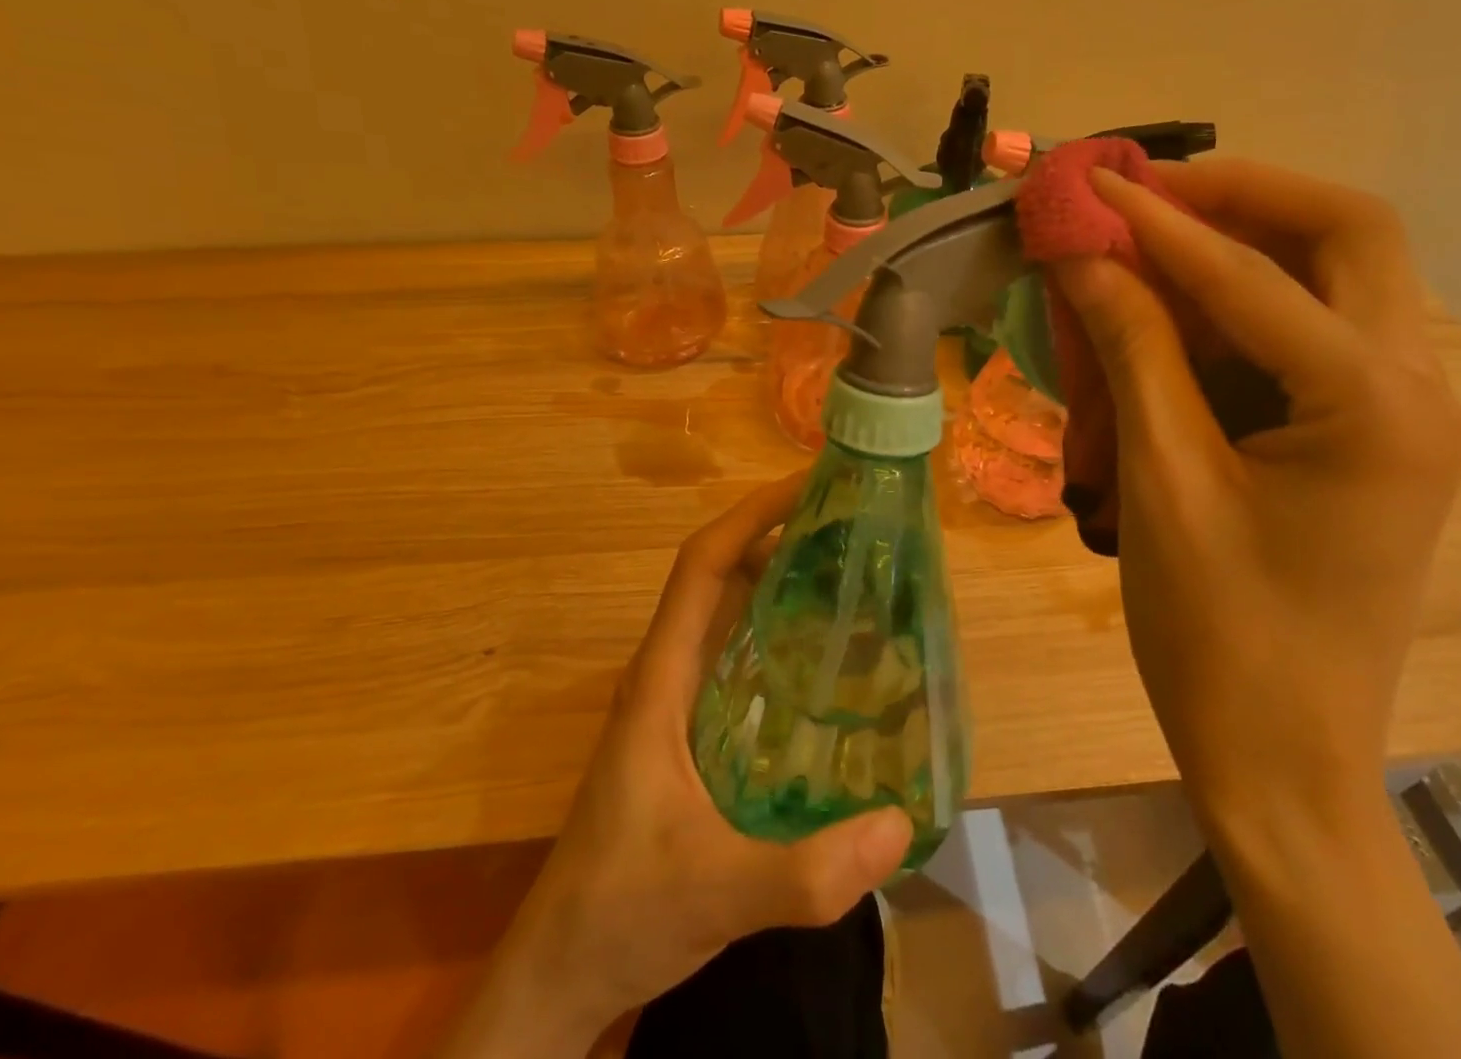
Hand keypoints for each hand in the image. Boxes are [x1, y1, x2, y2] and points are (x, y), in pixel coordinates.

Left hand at [441, 476, 913, 1057]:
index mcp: (660, 679)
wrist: (560, 971)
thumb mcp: (716, 894)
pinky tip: (826, 654)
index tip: (806, 488)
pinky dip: (776, 632)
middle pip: (720, 577)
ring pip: (728, 614)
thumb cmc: (619, 913)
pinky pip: (736, 656)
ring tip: (850, 569)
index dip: (750, 516)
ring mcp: (676, 702)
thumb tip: (901, 823)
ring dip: (779, 579)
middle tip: (849, 523)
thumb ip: (806, 872)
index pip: (701, 567)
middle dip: (777, 535)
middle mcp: (667, 673)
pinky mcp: (689, 731)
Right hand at [1052, 160, 1460, 820]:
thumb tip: (1082, 255)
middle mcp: (1412, 387)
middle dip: (1240, 196)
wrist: (1278, 751)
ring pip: (1334, 274)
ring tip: (1145, 238)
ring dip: (1239, 242)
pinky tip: (1167, 310)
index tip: (1090, 182)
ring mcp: (1396, 409)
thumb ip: (1131, 349)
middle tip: (1146, 193)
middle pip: (1346, 235)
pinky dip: (1236, 302)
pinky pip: (1305, 330)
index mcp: (1376, 406)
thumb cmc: (1216, 629)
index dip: (1158, 222)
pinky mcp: (1363, 431)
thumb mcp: (1163, 478)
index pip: (1253, 275)